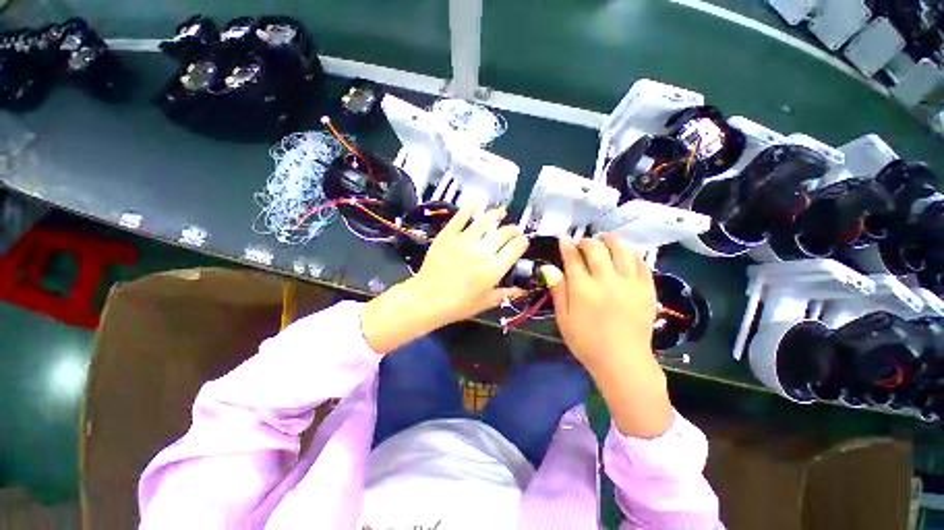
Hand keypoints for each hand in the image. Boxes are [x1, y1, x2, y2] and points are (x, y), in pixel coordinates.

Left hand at [363, 207, 527, 353]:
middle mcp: (483, 251)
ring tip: (501, 212)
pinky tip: (478, 201)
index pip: (515, 248)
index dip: (522, 242)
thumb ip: (505, 294)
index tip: (523, 241)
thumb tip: (521, 290)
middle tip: (513, 230)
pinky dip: (471, 206)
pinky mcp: (448, 235)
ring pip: (486, 221)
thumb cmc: (458, 305)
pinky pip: (461, 217)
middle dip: (513, 229)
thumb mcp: (485, 303)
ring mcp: (464, 240)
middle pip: (504, 233)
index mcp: (494, 269)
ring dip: (497, 214)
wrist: (427, 299)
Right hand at [548, 234, 671, 437]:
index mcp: (583, 289)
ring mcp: (630, 283)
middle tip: (581, 244)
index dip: (567, 245)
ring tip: (604, 241)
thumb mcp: (563, 318)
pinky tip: (624, 253)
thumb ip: (557, 290)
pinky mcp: (647, 289)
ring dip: (610, 240)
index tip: (564, 238)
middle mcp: (607, 281)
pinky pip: (641, 262)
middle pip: (596, 249)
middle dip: (586, 242)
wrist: (623, 362)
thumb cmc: (586, 342)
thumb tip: (549, 268)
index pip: (573, 258)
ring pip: (621, 249)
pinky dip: (631, 252)